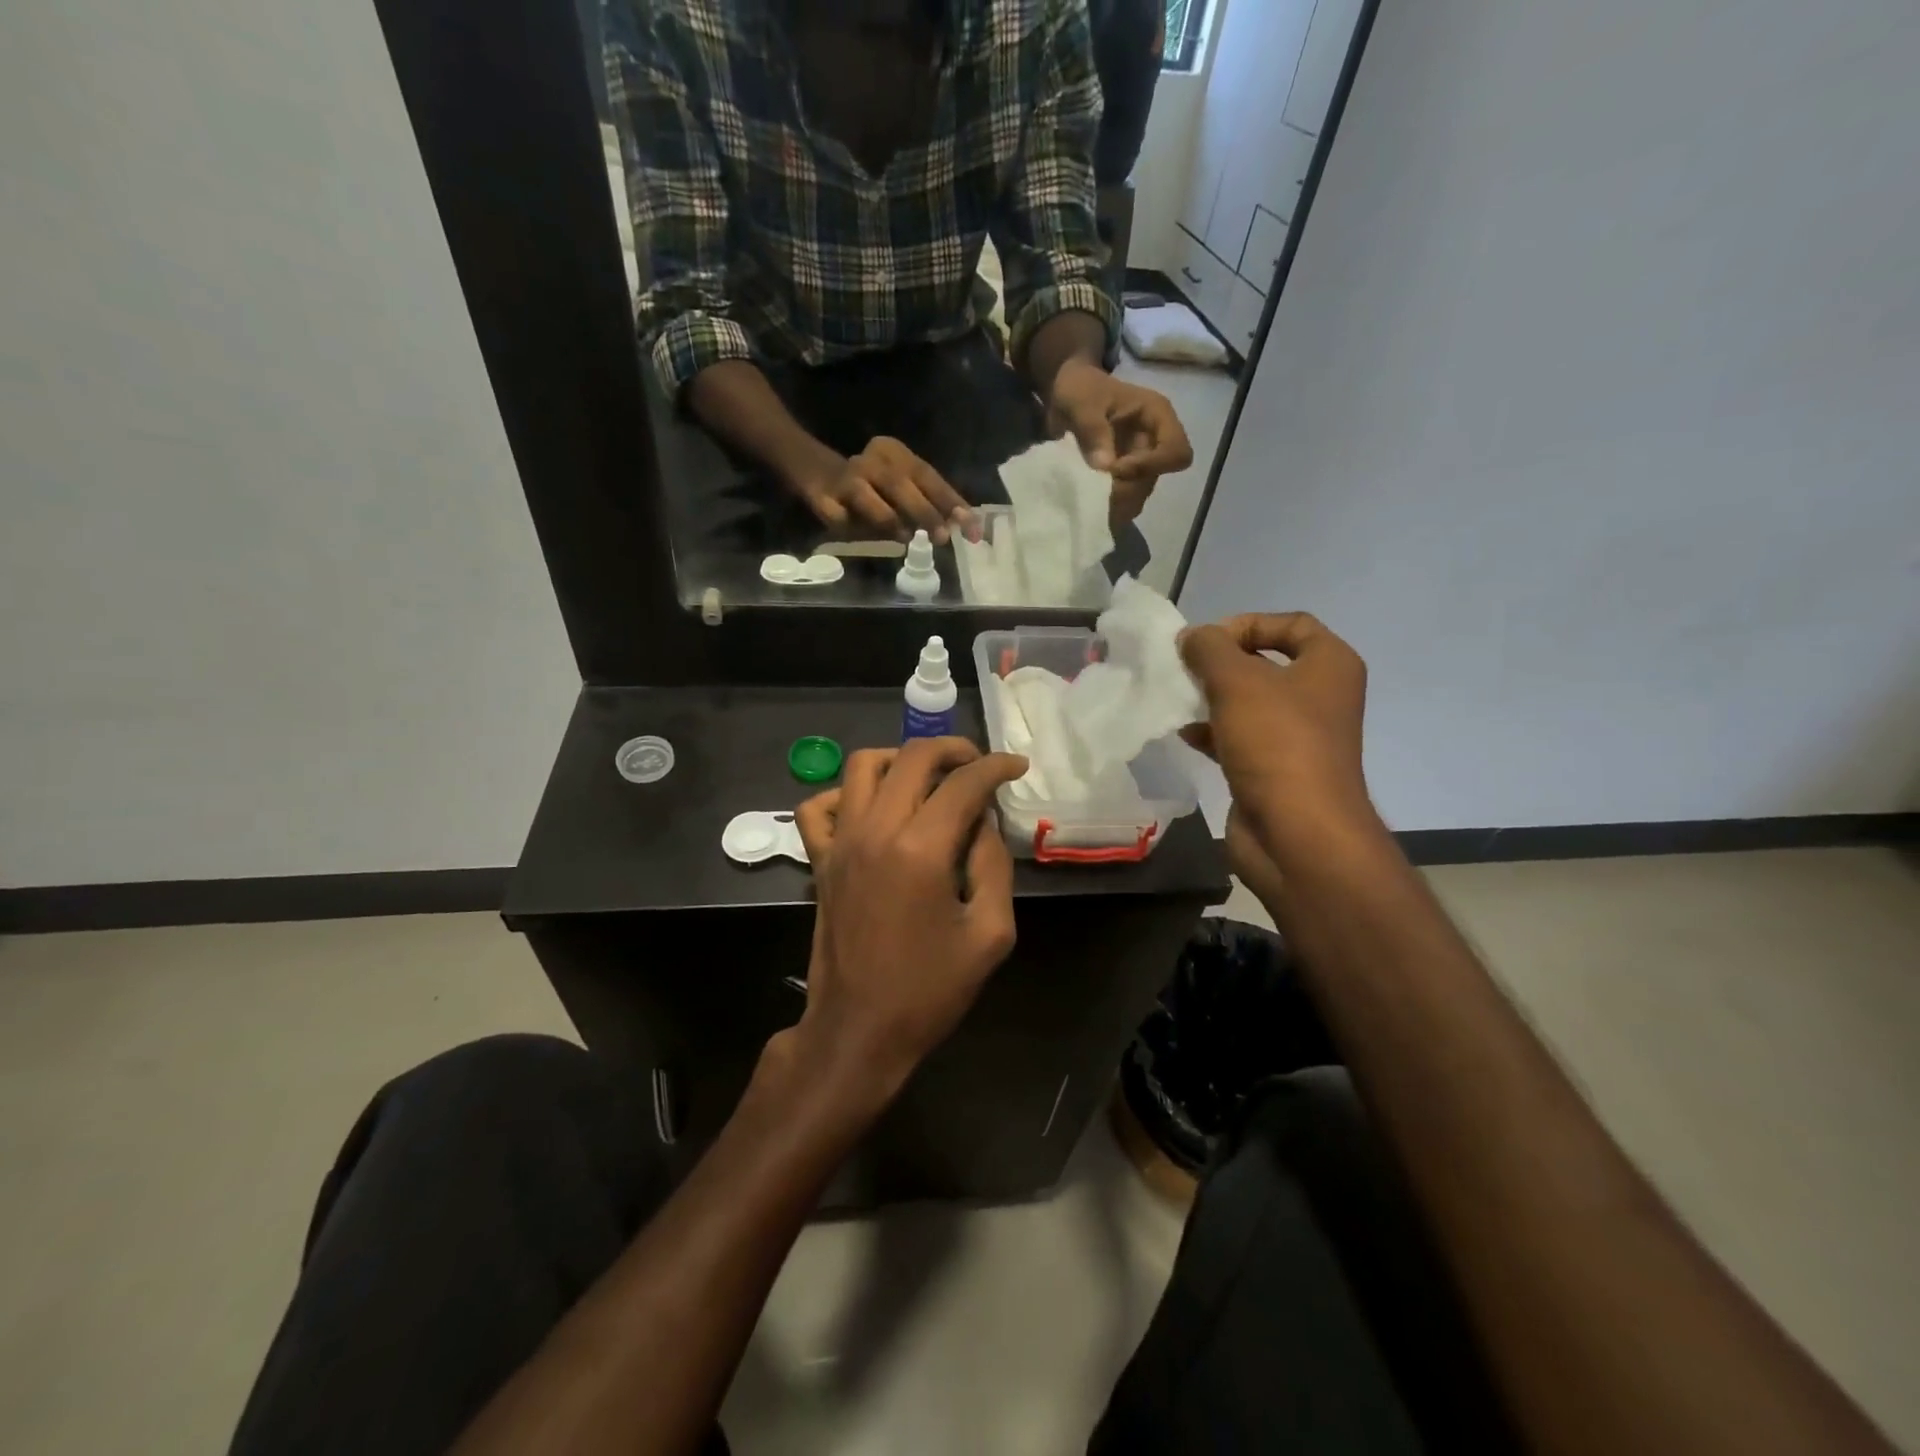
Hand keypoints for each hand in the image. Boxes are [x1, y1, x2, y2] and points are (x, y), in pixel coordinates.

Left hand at [788, 738, 1028, 1108]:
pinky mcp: (820, 861)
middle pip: (912, 758)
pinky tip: (871, 807)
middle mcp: (875, 831)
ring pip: (862, 766)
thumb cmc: (930, 989)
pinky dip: (844, 793)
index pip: (963, 783)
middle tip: (978, 765)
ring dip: (900, 759)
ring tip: (928, 777)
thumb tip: (982, 821)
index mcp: (920, 850)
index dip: (996, 767)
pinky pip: (818, 807)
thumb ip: (993, 865)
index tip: (1016, 766)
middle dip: (952, 749)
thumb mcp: (990, 933)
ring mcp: (840, 843)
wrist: (859, 1030)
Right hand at [795, 436, 972, 544]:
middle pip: (899, 483)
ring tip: (906, 538)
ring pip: (866, 496)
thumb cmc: (873, 486)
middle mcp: (871, 460)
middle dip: (924, 511)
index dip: (952, 503)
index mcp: (895, 453)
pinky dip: (849, 527)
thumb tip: (959, 526)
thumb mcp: (903, 487)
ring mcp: (845, 478)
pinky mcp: (822, 496)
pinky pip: (838, 515)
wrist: (817, 471)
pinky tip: (858, 534)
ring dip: (888, 519)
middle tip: (942, 537)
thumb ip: (928, 503)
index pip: (929, 476)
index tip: (972, 529)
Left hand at [1045, 358, 1193, 530]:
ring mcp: (1141, 462)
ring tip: (1089, 501)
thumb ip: (1093, 430)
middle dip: (1127, 490)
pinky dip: (1109, 506)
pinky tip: (1090, 504)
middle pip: (1155, 479)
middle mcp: (1155, 442)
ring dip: (1116, 502)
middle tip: (1094, 494)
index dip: (1150, 466)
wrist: (1068, 394)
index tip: (1115, 469)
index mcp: (1157, 416)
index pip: (1176, 451)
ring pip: (1139, 494)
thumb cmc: (1080, 390)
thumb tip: (1106, 466)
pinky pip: (1124, 500)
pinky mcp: (1125, 476)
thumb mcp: (1081, 403)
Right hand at [1178, 613, 1381, 873]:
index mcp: (1330, 665)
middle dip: (1222, 663)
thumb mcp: (1237, 681)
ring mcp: (1298, 737)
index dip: (1247, 624)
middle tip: (1185, 669)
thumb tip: (1192, 637)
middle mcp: (1320, 697)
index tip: (1206, 641)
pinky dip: (1213, 732)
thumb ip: (1209, 649)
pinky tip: (1185, 735)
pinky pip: (1240, 738)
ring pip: (1249, 703)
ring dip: (1212, 698)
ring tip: (1179, 699)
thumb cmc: (1276, 743)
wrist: (1297, 833)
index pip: (1292, 624)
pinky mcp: (1274, 770)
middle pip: (1266, 664)